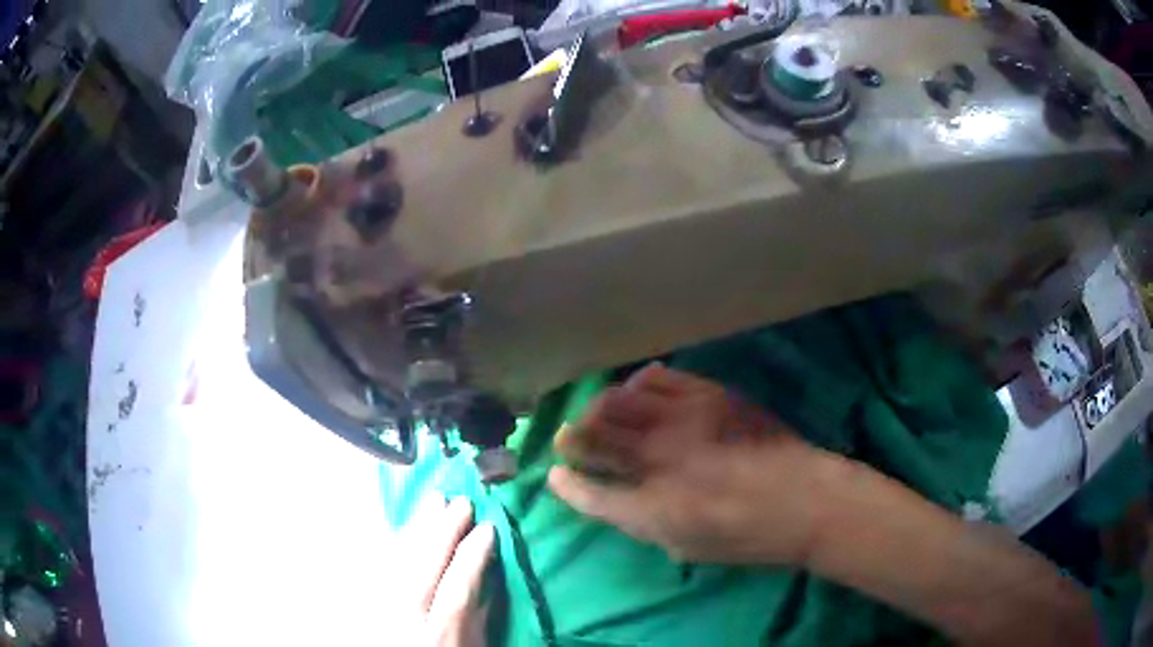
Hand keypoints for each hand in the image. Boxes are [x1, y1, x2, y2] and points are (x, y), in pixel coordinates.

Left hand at [387, 494, 494, 645]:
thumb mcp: (473, 646)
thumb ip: (479, 615)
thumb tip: (490, 576)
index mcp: (441, 634)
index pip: (458, 589)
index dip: (474, 557)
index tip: (488, 528)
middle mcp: (407, 618)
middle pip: (423, 568)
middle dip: (443, 532)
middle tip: (461, 502)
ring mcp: (381, 607)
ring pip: (397, 560)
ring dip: (418, 528)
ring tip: (434, 500)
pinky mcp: (366, 599)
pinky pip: (378, 564)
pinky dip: (394, 541)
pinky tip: (406, 524)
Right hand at [549, 364, 842, 565]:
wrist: (804, 500)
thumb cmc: (746, 537)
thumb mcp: (686, 548)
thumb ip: (643, 523)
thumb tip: (618, 500)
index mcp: (650, 509)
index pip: (588, 492)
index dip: (566, 483)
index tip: (556, 474)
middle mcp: (657, 461)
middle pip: (591, 438)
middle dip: (570, 438)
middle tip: (568, 439)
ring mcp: (682, 421)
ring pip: (617, 401)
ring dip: (599, 408)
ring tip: (600, 414)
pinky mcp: (707, 395)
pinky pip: (657, 377)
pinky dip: (637, 384)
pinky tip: (639, 393)